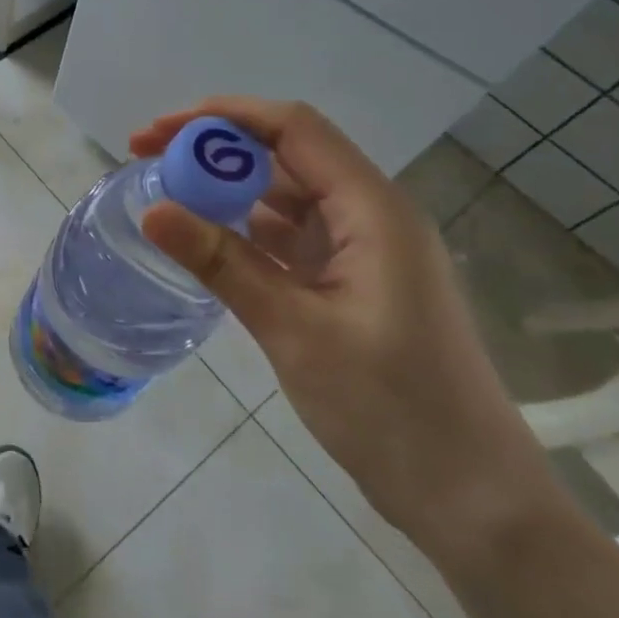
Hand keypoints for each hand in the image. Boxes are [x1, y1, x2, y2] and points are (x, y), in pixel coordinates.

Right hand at [133, 100, 565, 574]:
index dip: (223, 116)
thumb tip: (152, 210)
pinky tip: (205, 237)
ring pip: (285, 195)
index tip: (159, 130)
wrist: (472, 501)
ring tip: (164, 192)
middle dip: (214, 147)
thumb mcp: (295, 331)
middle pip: (285, 154)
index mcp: (373, 210)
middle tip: (146, 158)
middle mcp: (370, 215)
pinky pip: (289, 236)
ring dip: (226, 186)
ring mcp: (362, 251)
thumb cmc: (393, 410)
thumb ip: (223, 264)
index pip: (293, 128)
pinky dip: (244, 228)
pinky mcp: (351, 283)